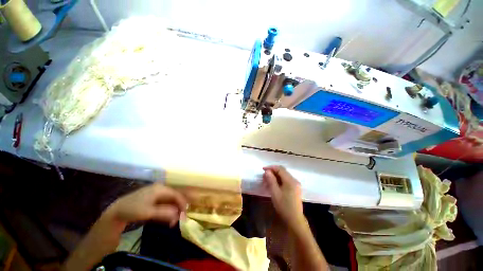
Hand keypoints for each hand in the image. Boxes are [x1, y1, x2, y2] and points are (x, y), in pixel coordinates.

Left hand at [107, 183, 187, 226]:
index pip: (176, 195)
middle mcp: (160, 188)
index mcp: (161, 189)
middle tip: (180, 219)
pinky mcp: (153, 198)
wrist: (116, 211)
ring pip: (170, 200)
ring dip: (173, 210)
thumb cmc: (133, 209)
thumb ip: (165, 213)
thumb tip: (178, 215)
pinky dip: (167, 209)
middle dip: (178, 208)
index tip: (184, 215)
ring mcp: (156, 193)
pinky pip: (164, 203)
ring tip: (173, 220)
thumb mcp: (149, 212)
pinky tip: (167, 217)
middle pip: (174, 197)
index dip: (182, 204)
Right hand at [263, 166, 305, 229]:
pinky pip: (286, 181)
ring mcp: (295, 185)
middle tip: (264, 176)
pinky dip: (279, 180)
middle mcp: (294, 180)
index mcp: (290, 180)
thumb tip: (267, 171)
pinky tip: (273, 185)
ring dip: (275, 176)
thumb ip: (271, 180)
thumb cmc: (284, 206)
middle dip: (272, 172)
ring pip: (284, 176)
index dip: (271, 167)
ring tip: (267, 181)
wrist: (294, 220)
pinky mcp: (295, 189)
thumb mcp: (275, 193)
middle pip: (282, 171)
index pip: (280, 169)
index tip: (263, 169)